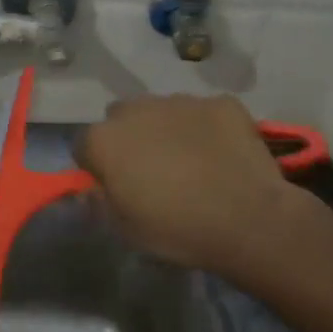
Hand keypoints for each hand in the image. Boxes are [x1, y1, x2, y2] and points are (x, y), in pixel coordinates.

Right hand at [75, 94, 299, 276]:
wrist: (249, 220)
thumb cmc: (177, 230)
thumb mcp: (125, 230)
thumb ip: (100, 202)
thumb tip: (89, 191)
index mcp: (105, 140)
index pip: (83, 145)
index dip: (95, 165)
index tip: (113, 184)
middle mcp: (137, 109)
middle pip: (121, 118)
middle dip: (128, 138)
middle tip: (149, 170)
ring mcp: (181, 101)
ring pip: (162, 110)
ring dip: (165, 129)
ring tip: (189, 161)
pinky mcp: (220, 102)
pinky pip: (203, 113)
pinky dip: (205, 128)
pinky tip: (220, 155)